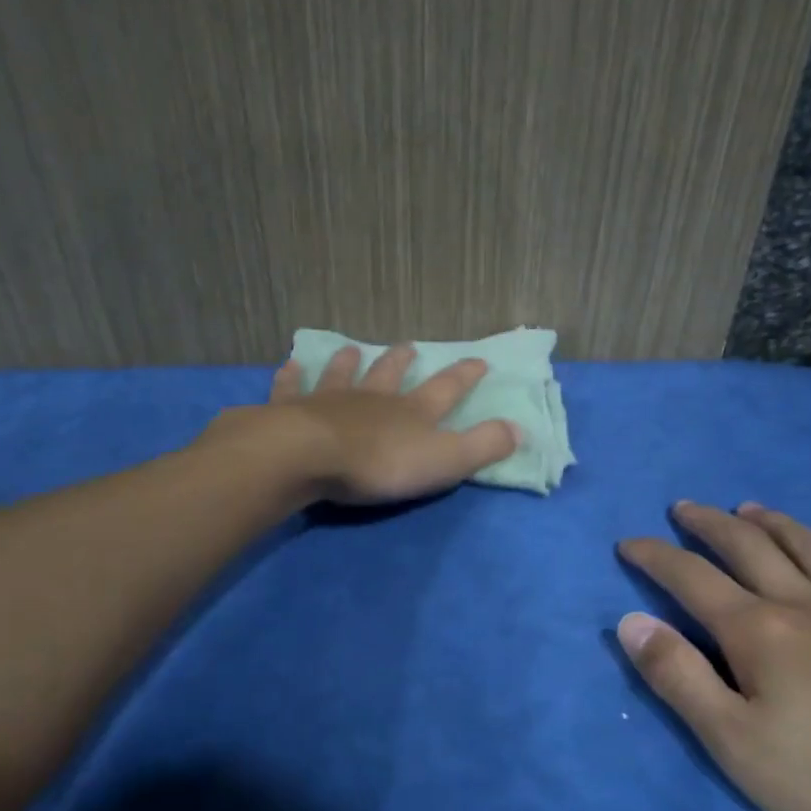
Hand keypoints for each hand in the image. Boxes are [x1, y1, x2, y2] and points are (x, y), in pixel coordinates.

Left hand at [206, 344, 519, 505]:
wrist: (310, 457)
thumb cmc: (380, 464)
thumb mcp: (445, 460)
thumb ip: (483, 445)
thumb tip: (520, 428)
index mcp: (413, 412)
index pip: (447, 389)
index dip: (465, 376)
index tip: (479, 360)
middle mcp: (374, 399)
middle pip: (391, 375)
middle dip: (402, 362)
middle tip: (408, 346)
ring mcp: (331, 401)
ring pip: (344, 375)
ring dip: (350, 363)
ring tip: (352, 349)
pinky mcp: (293, 410)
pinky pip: (293, 388)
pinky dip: (292, 376)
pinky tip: (290, 364)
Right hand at [616, 501, 810, 810]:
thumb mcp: (735, 743)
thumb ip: (679, 677)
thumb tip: (630, 622)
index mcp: (757, 632)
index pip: (690, 579)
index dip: (655, 557)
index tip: (628, 543)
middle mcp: (807, 606)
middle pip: (749, 548)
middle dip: (710, 525)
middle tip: (684, 509)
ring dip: (776, 524)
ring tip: (751, 508)